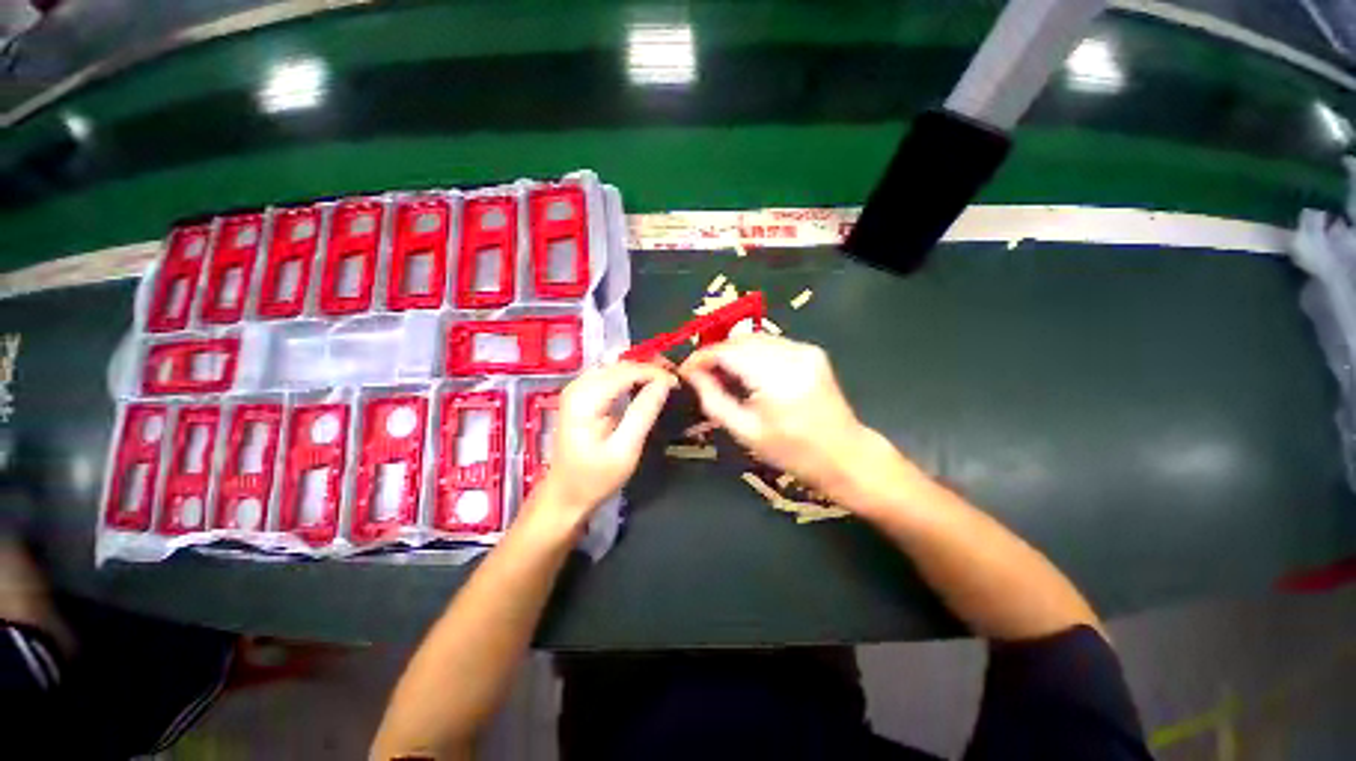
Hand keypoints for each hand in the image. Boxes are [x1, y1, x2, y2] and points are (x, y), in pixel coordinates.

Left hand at [532, 362, 675, 530]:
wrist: (565, 493)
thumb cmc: (595, 478)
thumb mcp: (625, 449)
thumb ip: (643, 412)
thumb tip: (665, 383)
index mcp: (585, 399)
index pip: (626, 372)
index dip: (654, 373)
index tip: (678, 383)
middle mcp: (577, 386)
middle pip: (619, 365)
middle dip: (649, 369)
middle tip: (674, 381)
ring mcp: (576, 389)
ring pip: (615, 367)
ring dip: (640, 372)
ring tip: (664, 382)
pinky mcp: (580, 395)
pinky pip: (609, 376)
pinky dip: (629, 378)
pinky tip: (644, 386)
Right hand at [678, 334, 870, 499]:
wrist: (845, 454)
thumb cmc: (792, 452)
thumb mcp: (746, 432)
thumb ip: (714, 399)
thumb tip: (692, 374)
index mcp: (775, 378)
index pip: (727, 352)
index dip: (701, 357)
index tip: (685, 369)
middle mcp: (792, 355)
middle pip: (740, 339)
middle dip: (716, 353)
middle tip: (702, 374)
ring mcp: (805, 350)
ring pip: (755, 339)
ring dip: (734, 352)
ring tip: (722, 374)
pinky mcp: (812, 351)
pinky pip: (771, 344)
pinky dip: (753, 353)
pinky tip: (748, 372)